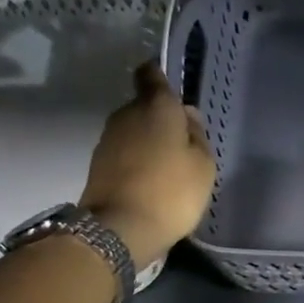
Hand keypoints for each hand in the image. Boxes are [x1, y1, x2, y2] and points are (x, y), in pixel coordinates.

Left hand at [80, 62, 217, 266]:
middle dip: (161, 118)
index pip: (152, 74)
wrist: (122, 228)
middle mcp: (128, 113)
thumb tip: (188, 116)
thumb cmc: (173, 192)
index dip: (161, 78)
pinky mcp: (99, 163)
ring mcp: (109, 138)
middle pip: (145, 105)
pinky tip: (151, 182)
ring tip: (168, 168)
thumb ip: (198, 136)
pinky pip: (125, 152)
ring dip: (149, 142)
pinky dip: (137, 161)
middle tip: (182, 143)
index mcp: (156, 106)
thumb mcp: (204, 166)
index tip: (174, 93)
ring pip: (134, 130)